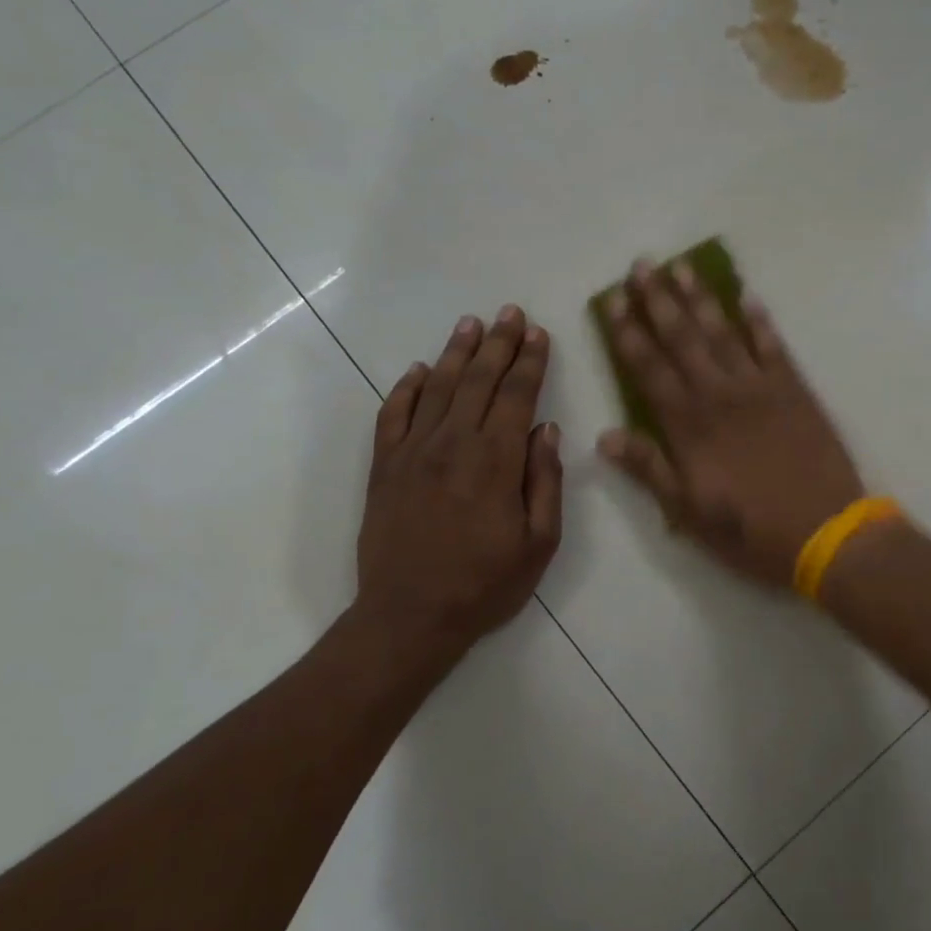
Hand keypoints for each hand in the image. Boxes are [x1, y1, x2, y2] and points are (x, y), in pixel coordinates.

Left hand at [353, 306, 562, 676]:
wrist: (409, 616)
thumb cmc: (485, 585)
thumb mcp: (539, 543)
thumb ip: (545, 482)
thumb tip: (546, 429)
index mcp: (496, 461)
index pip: (517, 396)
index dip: (530, 362)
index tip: (538, 333)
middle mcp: (453, 444)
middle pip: (479, 381)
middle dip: (499, 344)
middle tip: (510, 313)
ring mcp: (412, 452)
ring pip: (438, 388)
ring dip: (458, 353)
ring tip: (472, 324)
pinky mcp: (384, 467)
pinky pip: (393, 414)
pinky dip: (407, 388)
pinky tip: (420, 370)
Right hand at [598, 258, 863, 588]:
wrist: (826, 531)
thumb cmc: (751, 530)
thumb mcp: (688, 512)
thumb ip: (648, 469)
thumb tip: (604, 436)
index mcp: (689, 425)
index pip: (649, 369)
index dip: (628, 334)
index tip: (612, 302)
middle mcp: (720, 394)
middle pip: (683, 338)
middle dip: (659, 300)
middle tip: (642, 265)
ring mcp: (760, 387)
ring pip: (723, 332)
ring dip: (701, 298)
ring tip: (682, 266)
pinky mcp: (795, 390)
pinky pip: (773, 346)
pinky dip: (760, 320)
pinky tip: (748, 296)